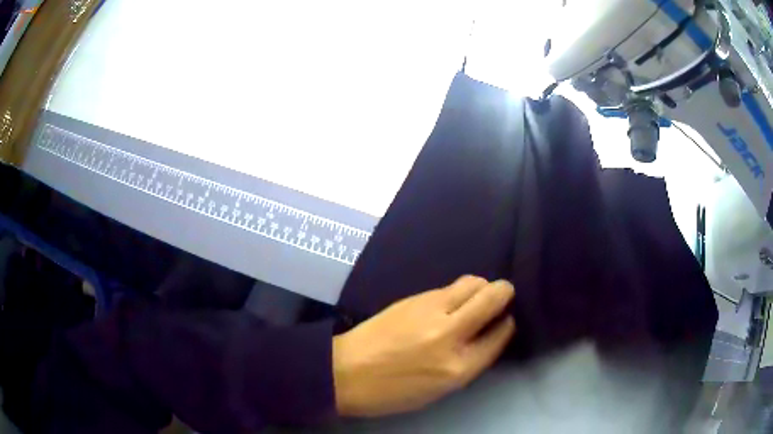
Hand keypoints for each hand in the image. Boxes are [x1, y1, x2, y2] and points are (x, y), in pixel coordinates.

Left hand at [332, 276, 515, 416]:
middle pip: (493, 297)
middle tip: (500, 299)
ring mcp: (431, 311)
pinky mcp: (415, 298)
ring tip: (475, 299)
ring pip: (473, 282)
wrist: (346, 372)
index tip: (507, 319)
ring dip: (482, 287)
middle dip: (504, 293)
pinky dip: (459, 291)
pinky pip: (449, 286)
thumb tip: (488, 335)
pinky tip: (451, 302)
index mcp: (459, 368)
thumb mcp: (440, 389)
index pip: (501, 334)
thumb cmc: (393, 392)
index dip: (508, 324)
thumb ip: (470, 361)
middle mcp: (451, 335)